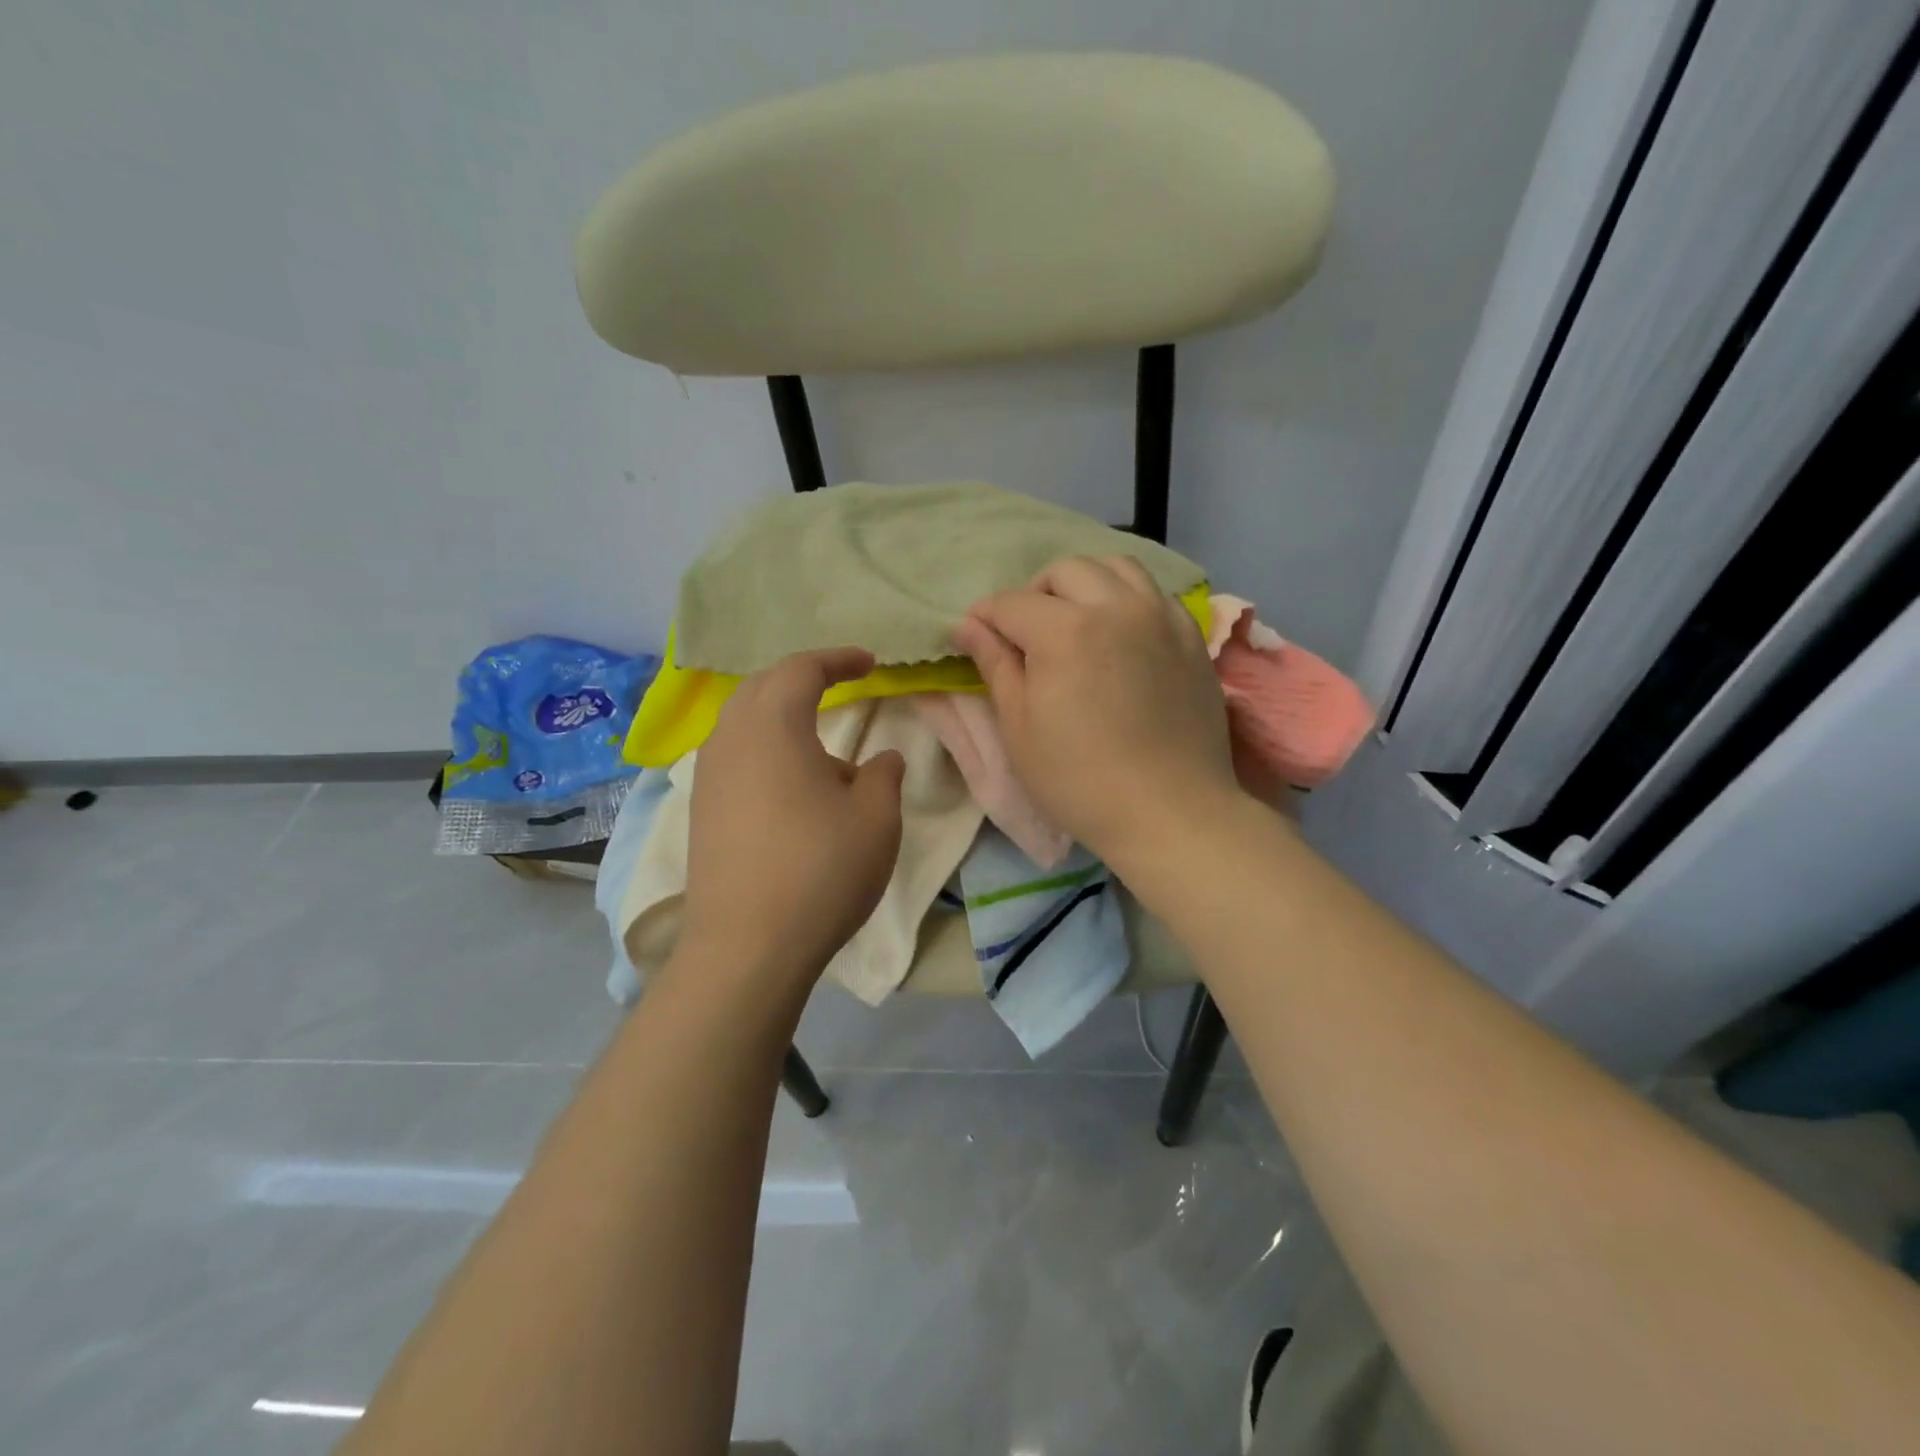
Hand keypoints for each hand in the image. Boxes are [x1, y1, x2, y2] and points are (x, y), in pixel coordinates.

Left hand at [679, 648, 905, 994]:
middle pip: (763, 686)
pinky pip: (733, 754)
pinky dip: (763, 745)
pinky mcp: (702, 809)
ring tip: (816, 734)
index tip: (870, 663)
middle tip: (839, 682)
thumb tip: (880, 758)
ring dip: (780, 712)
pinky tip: (788, 780)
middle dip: (803, 677)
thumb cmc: (821, 871)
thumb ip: (883, 775)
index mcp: (773, 726)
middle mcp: (731, 739)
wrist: (747, 947)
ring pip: (742, 720)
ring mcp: (708, 775)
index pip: (802, 669)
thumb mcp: (876, 819)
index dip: (838, 659)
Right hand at [953, 555, 1241, 868]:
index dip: (984, 618)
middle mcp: (1115, 606)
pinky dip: (1126, 598)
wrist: (1169, 812)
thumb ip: (994, 666)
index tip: (973, 637)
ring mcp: (1160, 616)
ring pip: (1115, 567)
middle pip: (1064, 571)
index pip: (1011, 603)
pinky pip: (1153, 592)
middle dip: (1034, 594)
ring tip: (1074, 621)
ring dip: (1083, 584)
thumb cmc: (1079, 780)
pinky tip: (1119, 633)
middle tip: (1025, 634)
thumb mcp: (1019, 728)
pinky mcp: (1190, 635)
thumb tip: (969, 626)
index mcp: (1065, 631)